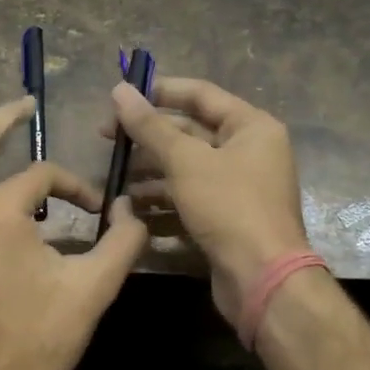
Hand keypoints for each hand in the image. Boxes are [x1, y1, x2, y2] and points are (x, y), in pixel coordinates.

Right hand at [108, 76, 309, 325]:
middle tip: (107, 139)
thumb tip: (120, 90)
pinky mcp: (226, 217)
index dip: (159, 91)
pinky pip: (189, 197)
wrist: (262, 280)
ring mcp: (238, 187)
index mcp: (251, 127)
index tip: (120, 97)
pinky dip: (162, 199)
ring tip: (114, 177)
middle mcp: (249, 151)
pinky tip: (131, 207)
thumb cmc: (228, 207)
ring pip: (186, 167)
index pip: (200, 94)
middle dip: (148, 136)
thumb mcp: (185, 161)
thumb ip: (150, 126)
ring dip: (150, 171)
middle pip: (191, 132)